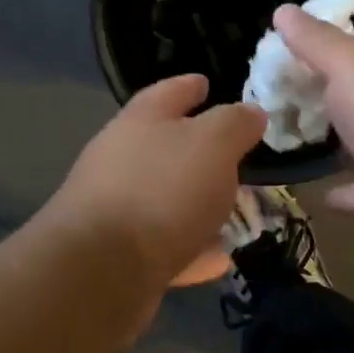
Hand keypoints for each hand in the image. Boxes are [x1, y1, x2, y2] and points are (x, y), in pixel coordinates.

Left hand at [43, 75, 266, 289]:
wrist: (101, 270)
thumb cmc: (162, 190)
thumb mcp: (213, 144)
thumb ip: (235, 124)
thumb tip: (252, 111)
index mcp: (140, 121)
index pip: (169, 92)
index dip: (191, 85)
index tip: (207, 82)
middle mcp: (122, 160)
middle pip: (165, 147)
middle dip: (201, 152)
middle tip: (236, 157)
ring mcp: (117, 209)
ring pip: (167, 199)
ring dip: (199, 204)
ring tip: (235, 211)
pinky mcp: (118, 256)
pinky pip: (165, 246)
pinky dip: (192, 249)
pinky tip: (219, 259)